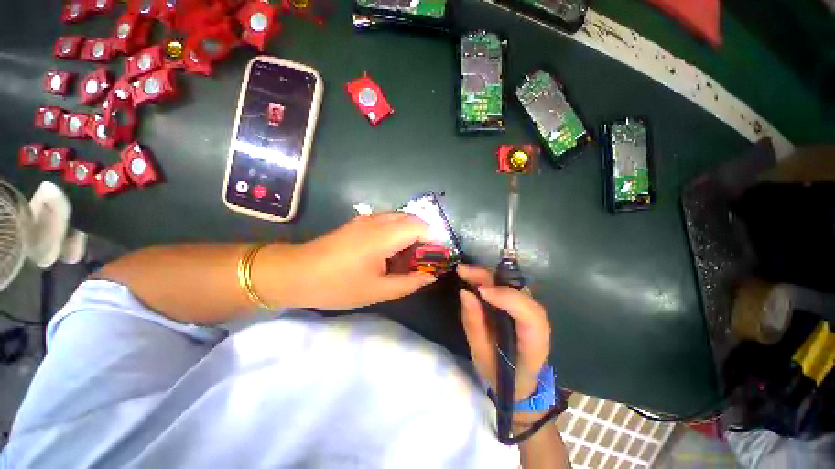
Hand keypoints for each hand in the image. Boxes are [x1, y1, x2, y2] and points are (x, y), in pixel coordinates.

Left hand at [267, 213, 436, 309]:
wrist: (296, 273)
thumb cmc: (338, 285)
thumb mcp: (377, 291)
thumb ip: (409, 283)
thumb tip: (430, 276)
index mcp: (384, 236)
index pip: (420, 227)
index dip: (433, 240)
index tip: (435, 258)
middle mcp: (377, 221)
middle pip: (411, 219)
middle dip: (423, 235)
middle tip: (422, 258)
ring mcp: (366, 219)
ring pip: (399, 217)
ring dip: (410, 232)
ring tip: (408, 255)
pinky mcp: (358, 222)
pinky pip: (387, 220)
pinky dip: (397, 230)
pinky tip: (390, 250)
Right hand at [457, 264, 550, 404]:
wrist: (519, 384)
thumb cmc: (501, 375)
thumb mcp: (481, 356)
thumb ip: (474, 325)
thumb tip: (465, 292)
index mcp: (534, 343)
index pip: (529, 315)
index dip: (507, 298)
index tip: (480, 291)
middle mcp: (538, 322)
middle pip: (519, 293)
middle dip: (491, 279)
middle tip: (463, 272)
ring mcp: (531, 311)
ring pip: (513, 286)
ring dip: (488, 276)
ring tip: (465, 272)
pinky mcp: (521, 306)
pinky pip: (507, 287)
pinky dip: (490, 280)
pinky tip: (473, 277)